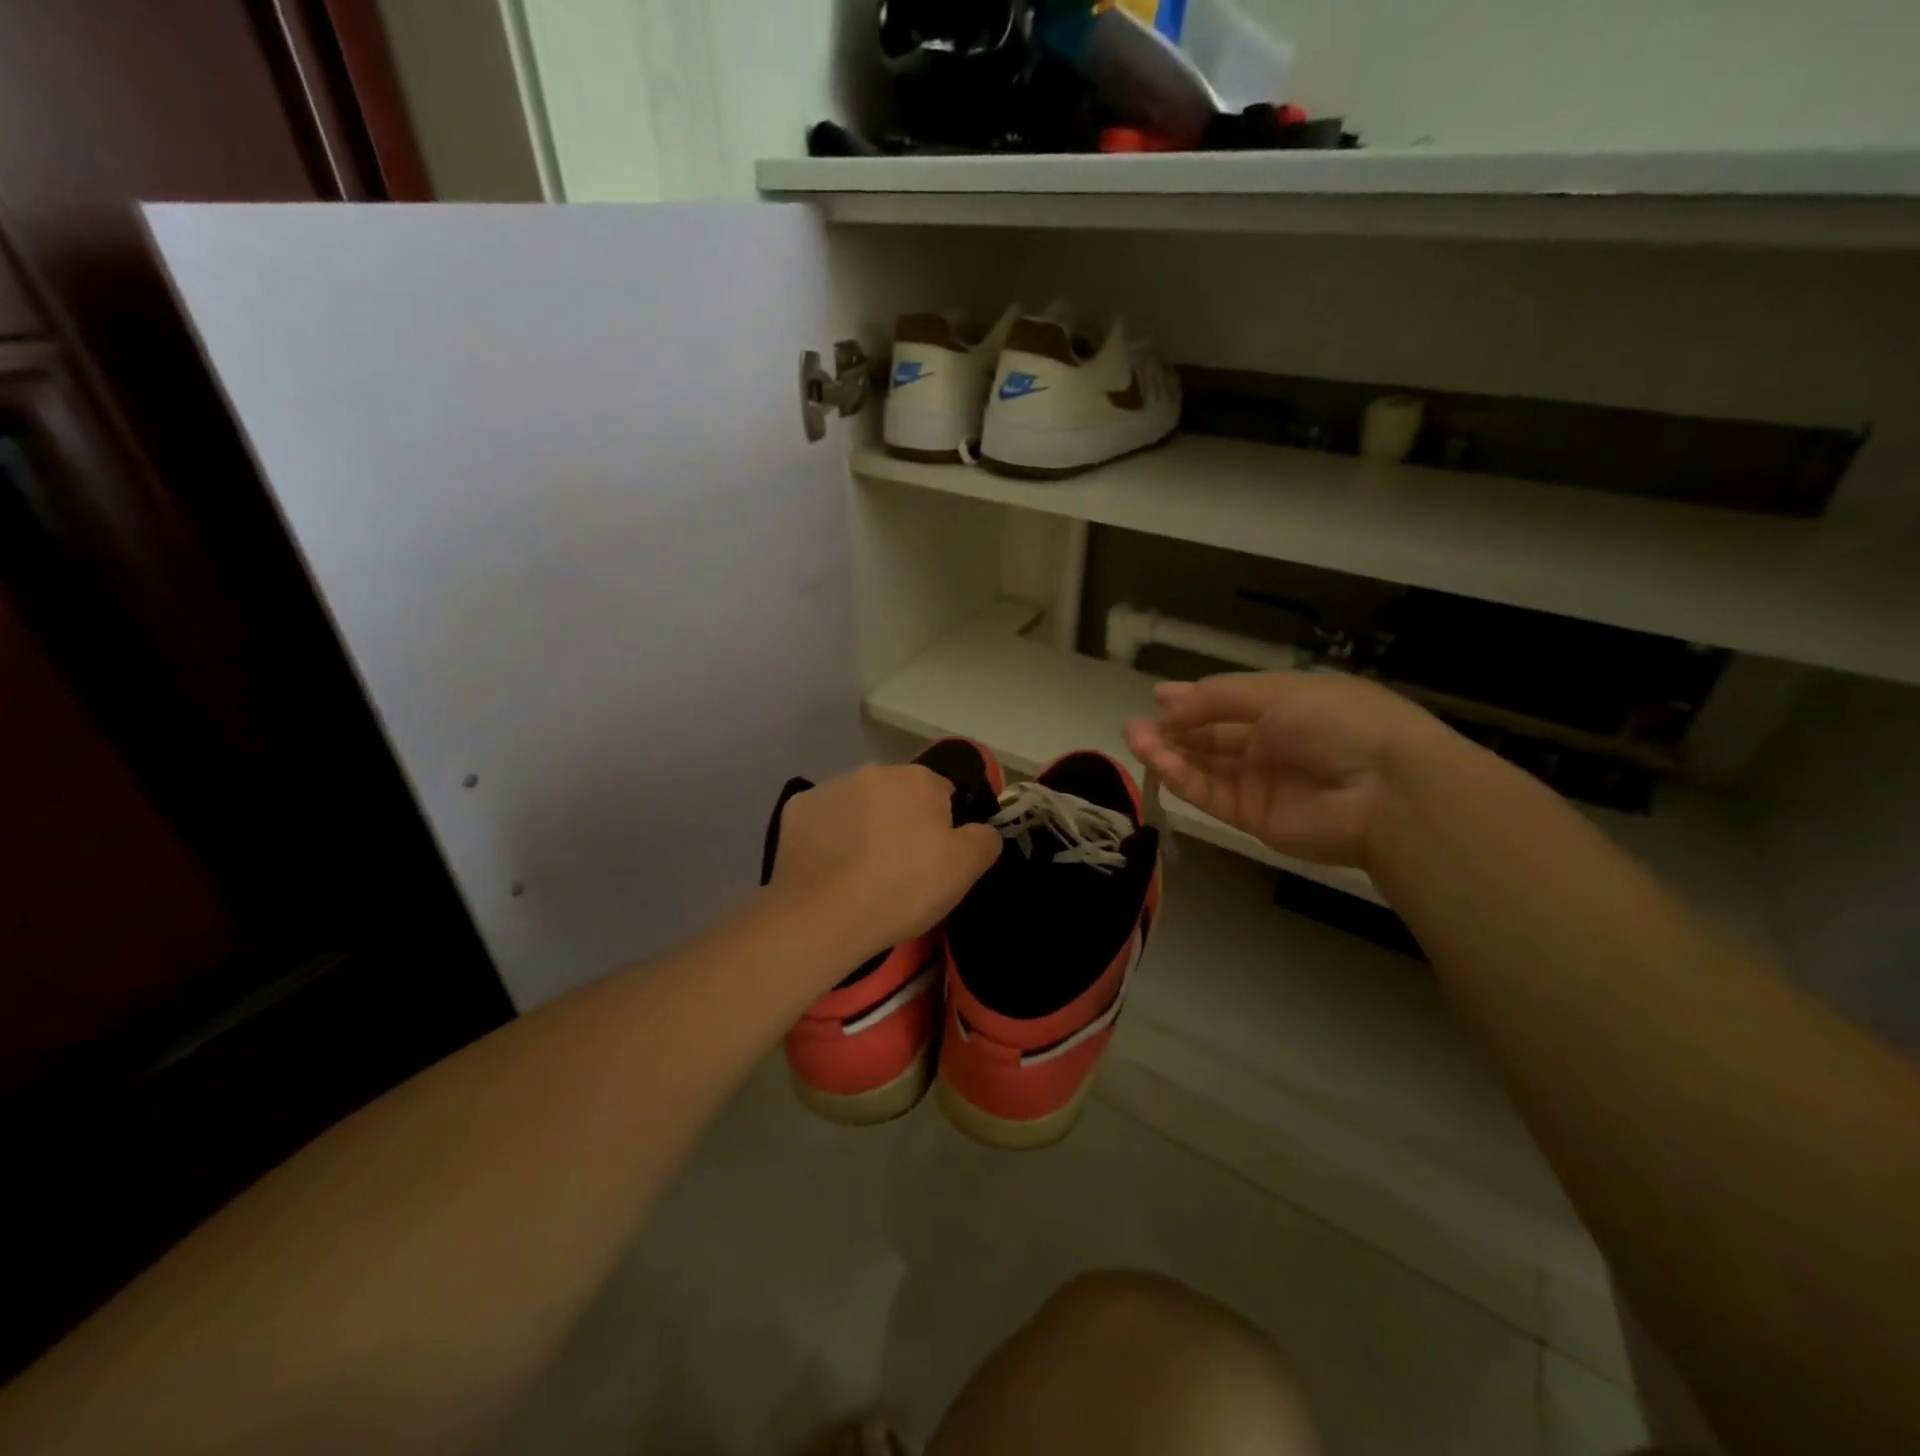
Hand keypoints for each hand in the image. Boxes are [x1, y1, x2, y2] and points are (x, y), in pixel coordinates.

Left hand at [766, 764, 1001, 964]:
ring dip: (864, 827)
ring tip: (860, 873)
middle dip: (901, 822)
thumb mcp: (965, 869)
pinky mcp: (797, 809)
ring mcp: (831, 787)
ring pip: (859, 805)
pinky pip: (823, 820)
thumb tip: (982, 828)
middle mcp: (874, 771)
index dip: (942, 828)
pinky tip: (829, 869)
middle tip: (898, 868)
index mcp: (918, 779)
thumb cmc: (903, 889)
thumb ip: (985, 839)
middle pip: (898, 796)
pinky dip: (829, 837)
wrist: (824, 916)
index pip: (942, 794)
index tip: (933, 860)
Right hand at [1124, 671, 1441, 867]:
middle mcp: (1272, 744)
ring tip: (1134, 740)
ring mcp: (1261, 783)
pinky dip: (1182, 779)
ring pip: (1204, 767)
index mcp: (1286, 707)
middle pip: (1211, 737)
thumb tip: (1166, 702)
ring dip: (1169, 754)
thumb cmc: (1334, 722)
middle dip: (1173, 730)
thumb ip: (1216, 698)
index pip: (1229, 704)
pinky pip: (1210, 795)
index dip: (1193, 701)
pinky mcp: (1253, 818)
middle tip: (1135, 726)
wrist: (1385, 790)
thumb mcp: (1275, 692)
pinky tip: (1158, 763)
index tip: (1157, 698)